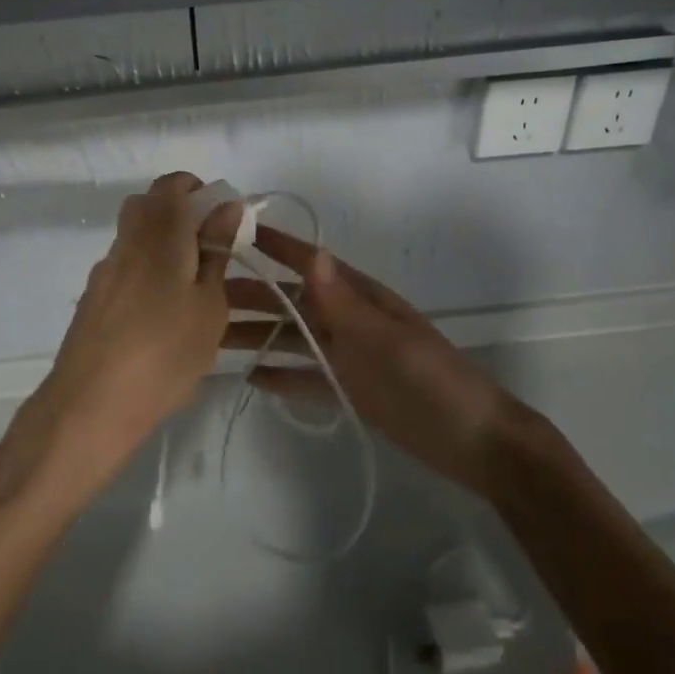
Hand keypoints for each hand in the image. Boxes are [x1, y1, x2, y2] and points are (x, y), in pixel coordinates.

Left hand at [14, 173, 240, 498]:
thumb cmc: (165, 352)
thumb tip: (227, 207)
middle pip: (148, 206)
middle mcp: (127, 243)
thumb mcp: (209, 305)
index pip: (171, 185)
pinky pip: (126, 268)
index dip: (197, 189)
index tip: (221, 216)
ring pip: (136, 238)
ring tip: (193, 290)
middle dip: (180, 215)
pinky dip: (147, 274)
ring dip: (164, 246)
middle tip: (210, 249)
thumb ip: (216, 251)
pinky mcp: (93, 299)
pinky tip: (162, 316)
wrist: (92, 404)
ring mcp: (105, 271)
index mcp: (159, 234)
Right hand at [223, 228, 512, 494]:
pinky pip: (305, 376)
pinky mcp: (348, 388)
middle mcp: (349, 320)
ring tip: (212, 337)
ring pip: (292, 338)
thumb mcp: (386, 340)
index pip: (311, 263)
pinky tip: (250, 376)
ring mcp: (348, 355)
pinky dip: (280, 374)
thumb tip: (312, 252)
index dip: (275, 246)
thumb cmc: (432, 382)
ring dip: (257, 335)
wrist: (473, 442)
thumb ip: (344, 303)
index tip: (233, 231)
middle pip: (291, 301)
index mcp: (361, 298)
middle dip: (251, 294)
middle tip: (201, 297)